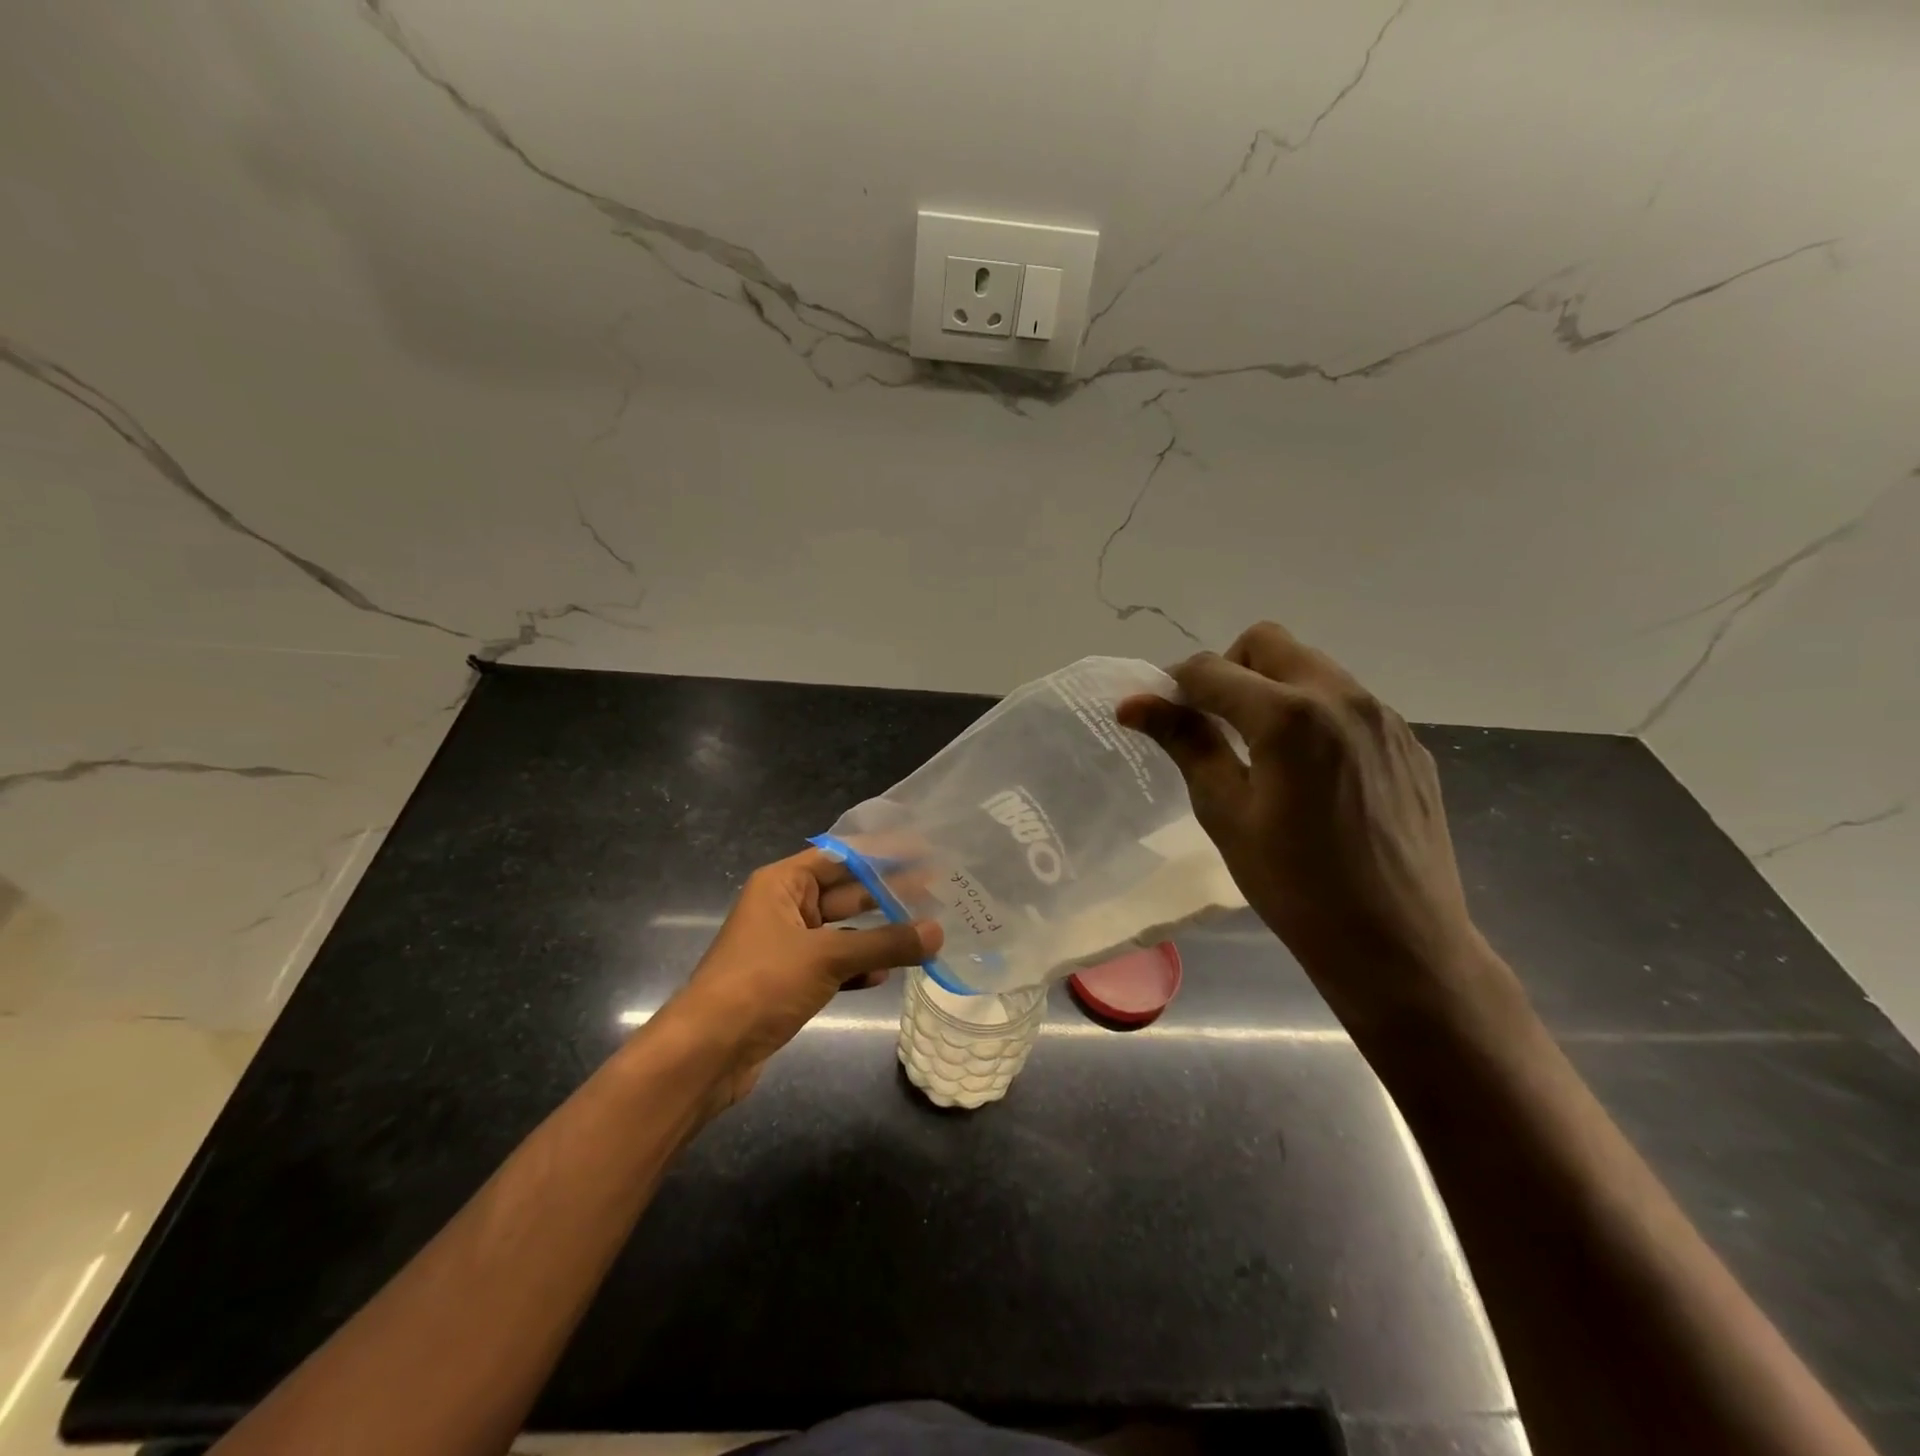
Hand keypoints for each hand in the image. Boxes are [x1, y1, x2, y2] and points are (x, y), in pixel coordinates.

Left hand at [655, 849, 942, 1110]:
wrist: (706, 1052)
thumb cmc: (762, 984)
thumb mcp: (827, 957)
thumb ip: (885, 943)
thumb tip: (938, 932)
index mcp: (782, 884)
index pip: (840, 857)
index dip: (880, 854)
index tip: (921, 852)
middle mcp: (784, 908)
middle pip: (844, 893)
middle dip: (886, 895)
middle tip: (935, 891)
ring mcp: (787, 947)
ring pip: (843, 932)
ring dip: (877, 936)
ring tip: (924, 932)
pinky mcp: (789, 982)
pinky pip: (833, 965)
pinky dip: (858, 968)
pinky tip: (885, 976)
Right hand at [1118, 622, 1508, 1046]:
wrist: (1399, 943)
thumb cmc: (1294, 886)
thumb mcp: (1225, 813)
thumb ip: (1185, 743)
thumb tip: (1133, 703)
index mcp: (1289, 716)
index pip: (1211, 670)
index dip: (1174, 685)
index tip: (1160, 713)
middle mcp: (1341, 697)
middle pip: (1267, 643)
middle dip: (1228, 669)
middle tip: (1214, 724)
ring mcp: (1383, 717)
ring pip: (1311, 667)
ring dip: (1272, 688)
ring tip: (1262, 751)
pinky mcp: (1407, 742)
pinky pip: (1347, 702)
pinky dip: (1313, 714)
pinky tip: (1311, 773)